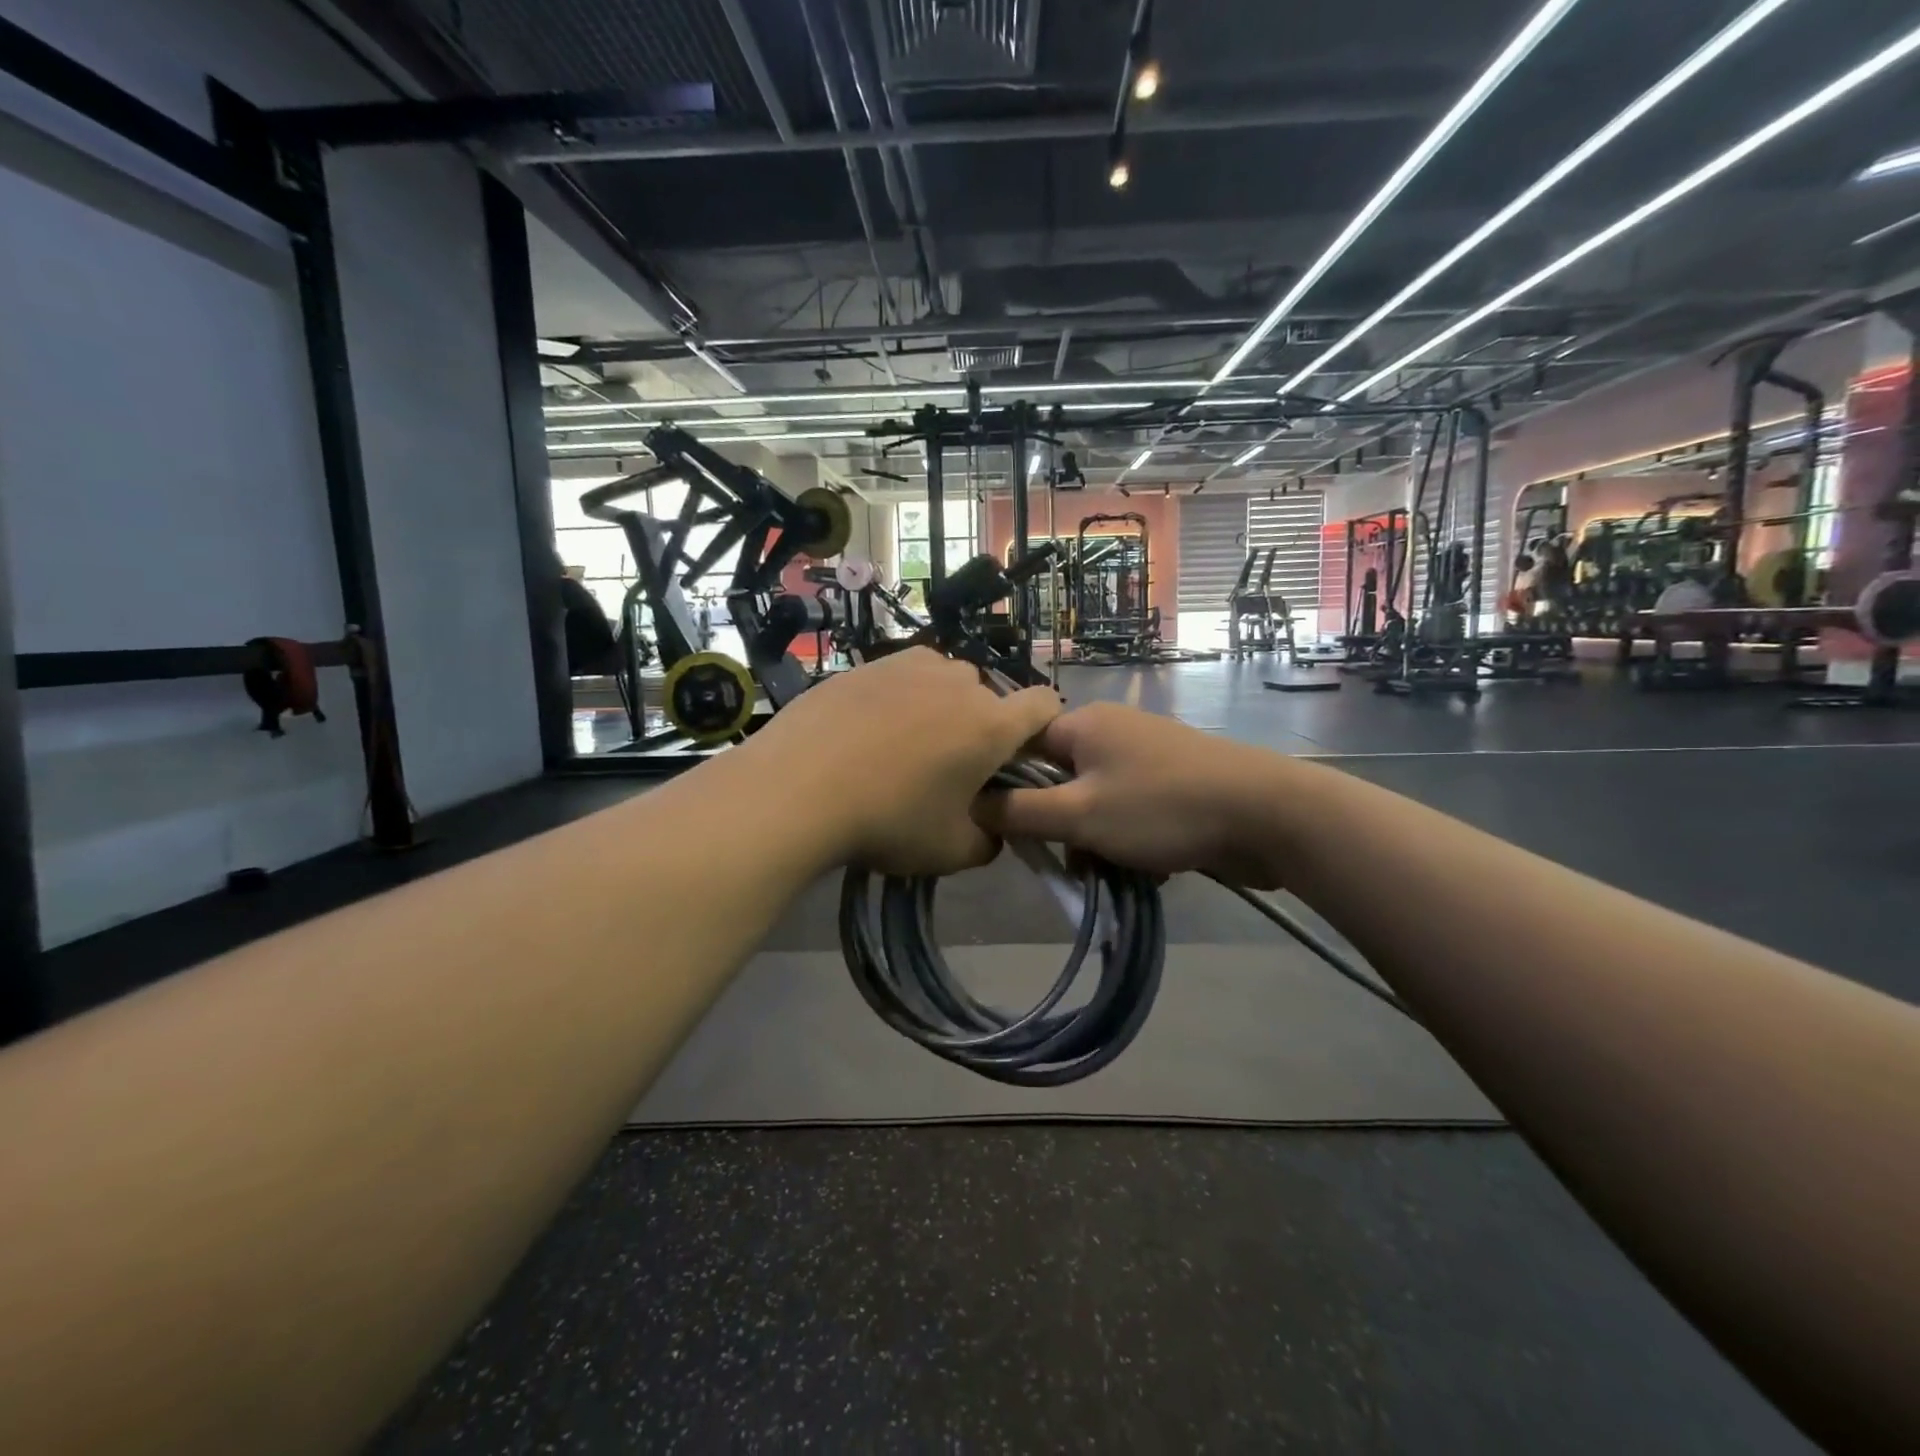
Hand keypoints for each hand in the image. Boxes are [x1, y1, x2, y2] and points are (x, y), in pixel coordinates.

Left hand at [749, 649, 1062, 875]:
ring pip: (943, 680)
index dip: (1041, 728)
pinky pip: (900, 676)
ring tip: (904, 743)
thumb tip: (990, 827)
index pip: (1044, 704)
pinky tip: (866, 729)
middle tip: (948, 766)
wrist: (796, 789)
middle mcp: (959, 682)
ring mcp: (908, 666)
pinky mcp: (866, 664)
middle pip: (988, 696)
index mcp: (992, 724)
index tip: (1016, 758)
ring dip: (939, 705)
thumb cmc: (888, 821)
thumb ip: (989, 840)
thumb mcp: (951, 852)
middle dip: (980, 725)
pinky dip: (898, 697)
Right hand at [974, 703, 1298, 887]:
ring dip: (1096, 840)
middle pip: (1058, 780)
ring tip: (1111, 871)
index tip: (1007, 830)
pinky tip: (1150, 866)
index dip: (1006, 788)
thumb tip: (971, 804)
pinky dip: (1130, 840)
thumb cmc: (1161, 808)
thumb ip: (1018, 812)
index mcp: (1083, 724)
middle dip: (1059, 825)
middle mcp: (1112, 731)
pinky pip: (1131, 812)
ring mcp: (1148, 756)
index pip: (1020, 748)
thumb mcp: (1078, 814)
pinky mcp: (1175, 783)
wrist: (1267, 815)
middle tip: (1068, 859)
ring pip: (1096, 802)